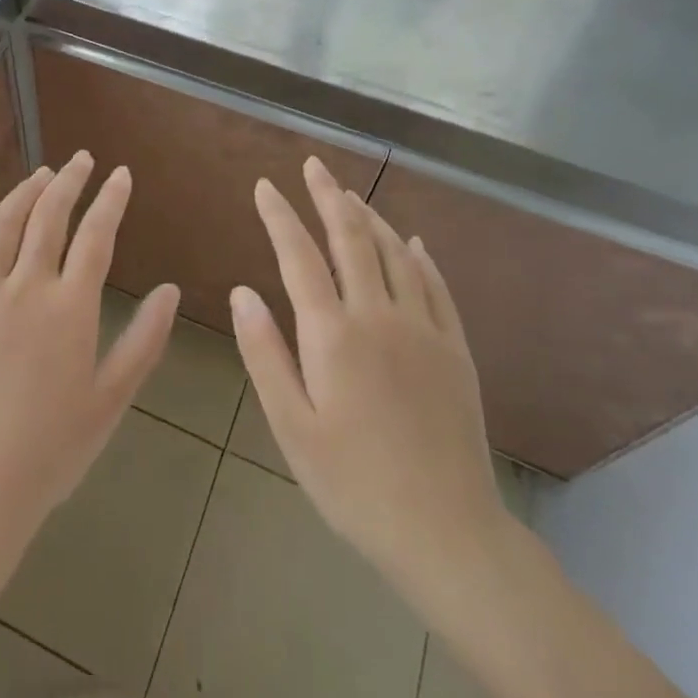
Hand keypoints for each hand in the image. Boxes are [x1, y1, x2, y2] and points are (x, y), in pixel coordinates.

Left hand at [0, 151, 179, 556]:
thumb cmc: (51, 451)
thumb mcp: (111, 400)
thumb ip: (144, 341)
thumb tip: (169, 290)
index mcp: (69, 308)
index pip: (96, 236)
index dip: (110, 200)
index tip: (121, 174)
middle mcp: (24, 288)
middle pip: (48, 218)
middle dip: (69, 181)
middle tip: (81, 160)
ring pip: (1, 228)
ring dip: (22, 194)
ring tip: (40, 175)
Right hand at [231, 157, 509, 600]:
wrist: (446, 531)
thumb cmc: (353, 484)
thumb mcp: (292, 427)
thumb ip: (265, 354)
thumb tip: (243, 292)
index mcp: (333, 335)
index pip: (299, 256)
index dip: (279, 216)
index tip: (265, 185)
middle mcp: (379, 316)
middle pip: (351, 239)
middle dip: (328, 196)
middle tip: (313, 165)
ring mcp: (423, 329)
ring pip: (394, 253)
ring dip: (369, 217)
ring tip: (350, 194)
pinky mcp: (454, 349)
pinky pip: (436, 286)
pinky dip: (419, 256)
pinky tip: (411, 242)